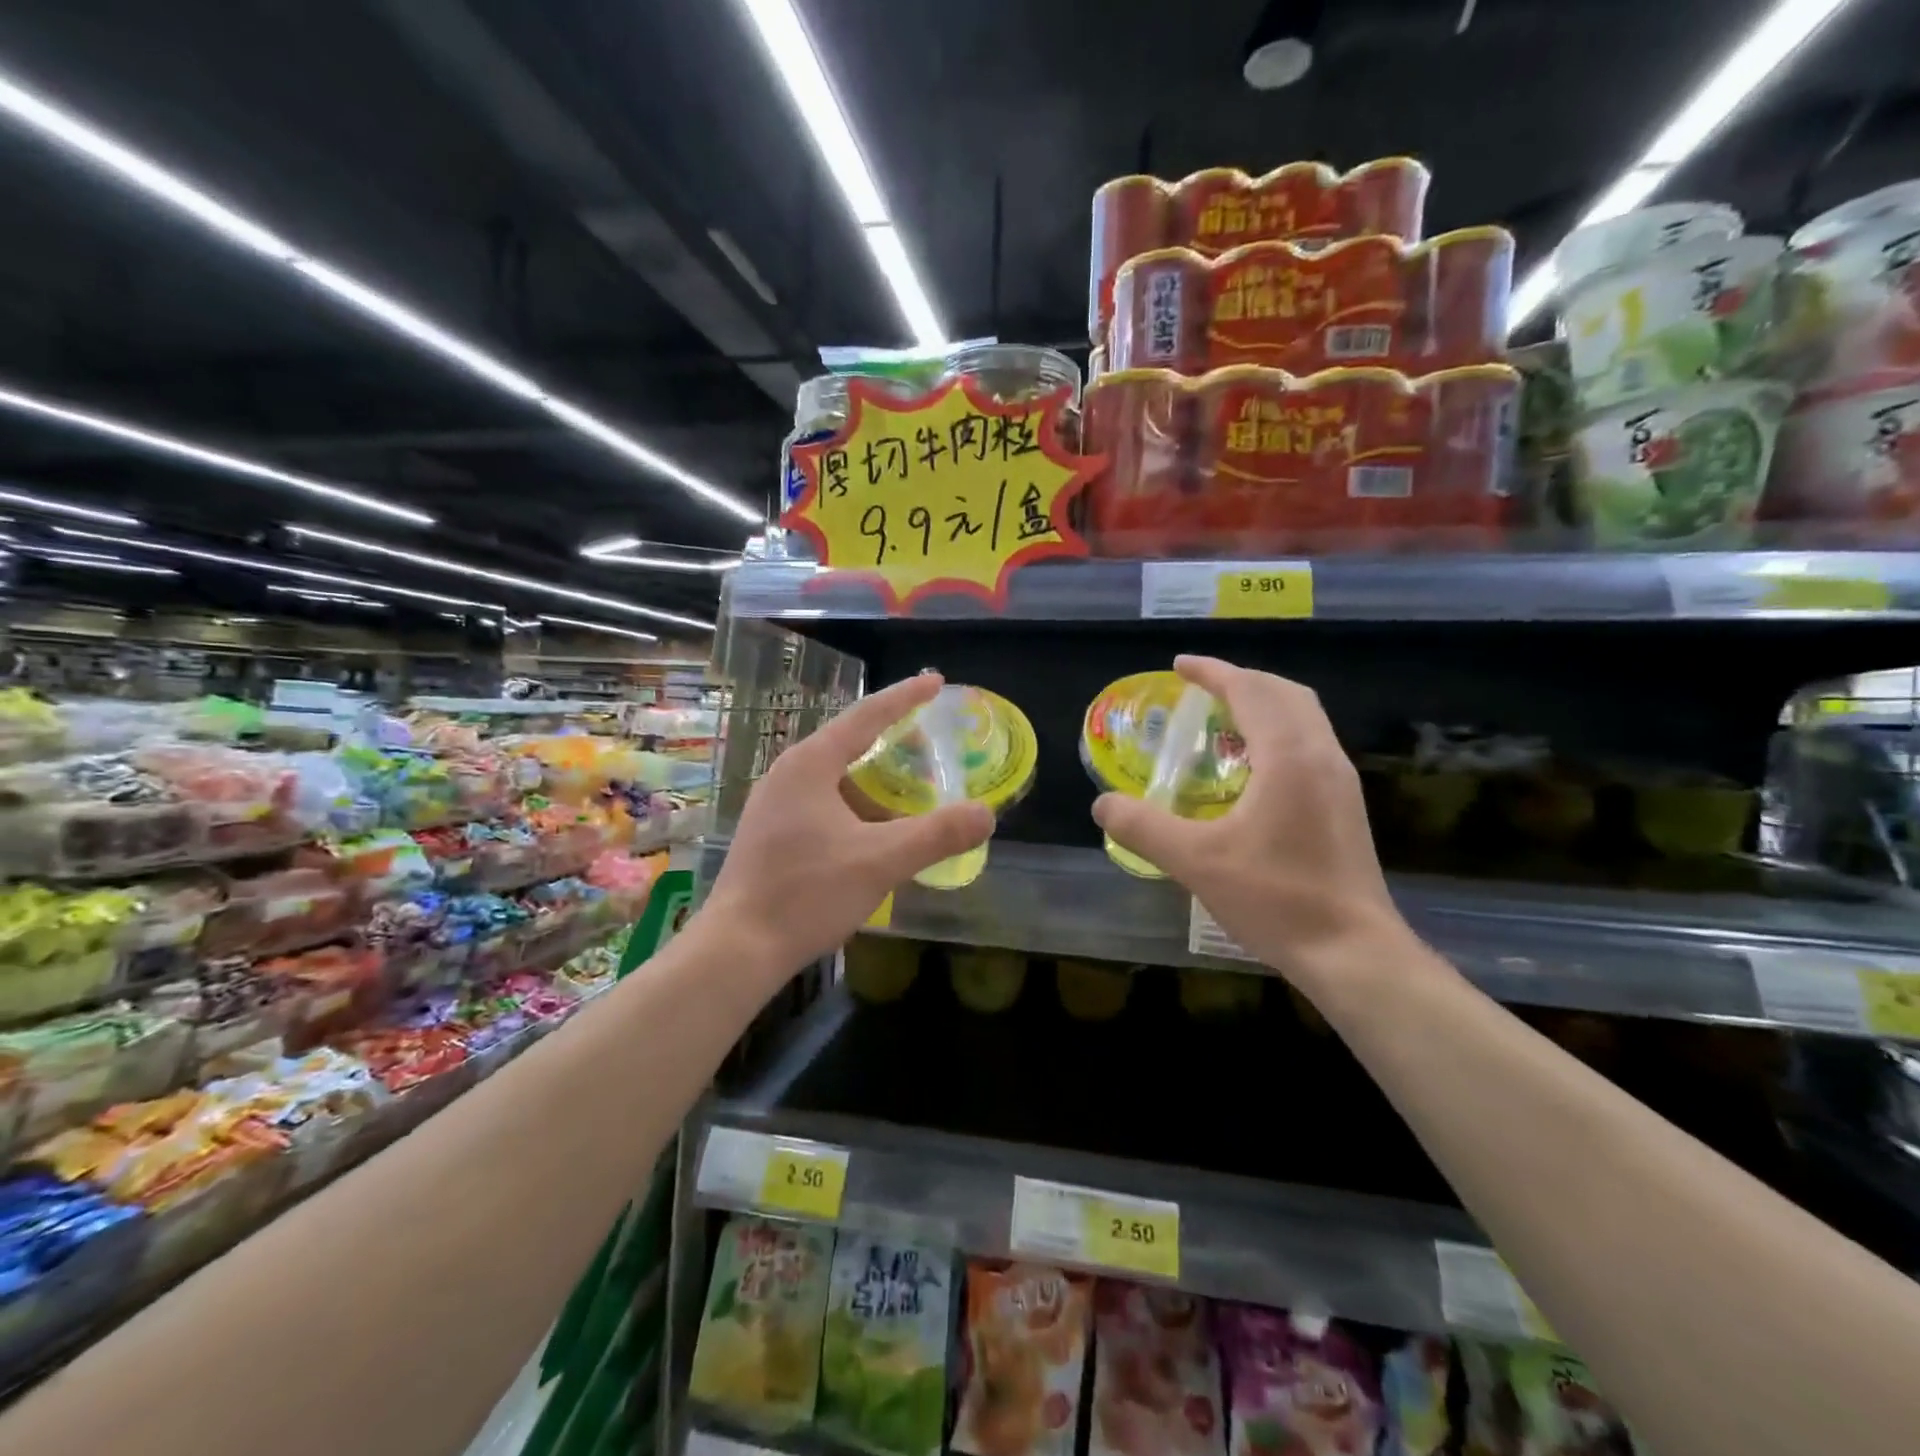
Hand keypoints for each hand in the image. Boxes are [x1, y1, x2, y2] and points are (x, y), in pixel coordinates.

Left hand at [705, 673, 993, 981]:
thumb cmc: (807, 894)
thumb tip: (986, 814)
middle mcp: (787, 774)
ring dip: (872, 777)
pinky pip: (822, 801)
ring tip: (908, 784)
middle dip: (890, 736)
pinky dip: (855, 803)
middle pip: (848, 742)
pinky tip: (873, 827)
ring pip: (834, 776)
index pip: (866, 716)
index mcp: (810, 765)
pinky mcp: (769, 832)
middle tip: (928, 735)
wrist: (738, 949)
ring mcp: (773, 804)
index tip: (935, 680)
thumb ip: (937, 835)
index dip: (905, 697)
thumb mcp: (881, 861)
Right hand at [1091, 655, 1416, 1001]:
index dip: (1213, 672)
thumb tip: (1102, 803)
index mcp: (1290, 756)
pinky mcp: (1345, 806)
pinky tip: (1252, 768)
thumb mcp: (1196, 862)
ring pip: (1304, 718)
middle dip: (1241, 681)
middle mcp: (1322, 756)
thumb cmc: (1276, 899)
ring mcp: (1340, 782)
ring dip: (1263, 705)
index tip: (1179, 666)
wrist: (1353, 952)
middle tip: (1200, 690)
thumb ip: (1144, 827)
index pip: (1251, 690)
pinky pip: (1310, 744)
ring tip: (1222, 721)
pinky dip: (1277, 733)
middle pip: (1284, 694)